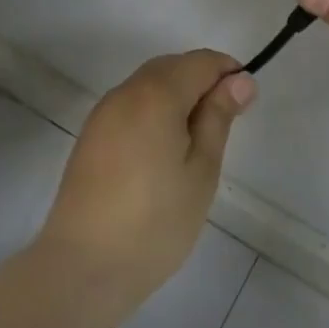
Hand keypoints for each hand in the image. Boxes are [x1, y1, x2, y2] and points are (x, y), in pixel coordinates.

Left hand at [34, 50, 255, 326]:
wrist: (83, 266)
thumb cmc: (155, 222)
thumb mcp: (201, 170)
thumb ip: (218, 118)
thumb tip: (239, 80)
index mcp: (156, 94)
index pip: (200, 62)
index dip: (228, 73)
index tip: (245, 105)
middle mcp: (125, 92)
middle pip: (171, 67)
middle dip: (202, 82)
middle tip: (225, 125)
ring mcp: (102, 114)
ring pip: (148, 85)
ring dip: (177, 96)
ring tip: (196, 142)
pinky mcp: (90, 136)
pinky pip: (130, 106)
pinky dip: (153, 112)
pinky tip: (163, 151)